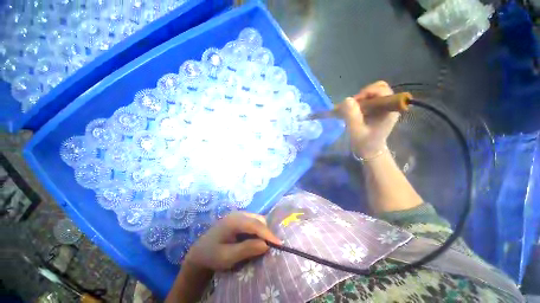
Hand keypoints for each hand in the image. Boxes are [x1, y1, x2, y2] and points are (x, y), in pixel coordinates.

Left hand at [185, 212, 280, 270]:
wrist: (200, 252)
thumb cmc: (211, 255)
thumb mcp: (227, 257)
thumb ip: (246, 249)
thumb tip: (266, 245)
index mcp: (233, 221)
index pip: (255, 224)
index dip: (268, 233)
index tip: (279, 244)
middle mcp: (238, 214)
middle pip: (258, 219)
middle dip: (266, 232)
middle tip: (271, 247)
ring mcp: (239, 215)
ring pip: (257, 220)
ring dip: (263, 231)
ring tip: (263, 245)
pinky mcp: (240, 218)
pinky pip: (254, 222)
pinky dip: (258, 230)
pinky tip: (255, 240)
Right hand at [337, 81, 398, 157]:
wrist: (370, 151)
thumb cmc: (365, 143)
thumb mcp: (356, 131)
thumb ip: (352, 115)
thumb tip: (347, 99)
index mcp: (389, 109)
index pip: (382, 90)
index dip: (366, 92)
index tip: (354, 103)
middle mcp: (388, 105)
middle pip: (377, 88)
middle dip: (362, 95)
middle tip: (352, 106)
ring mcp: (383, 107)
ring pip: (371, 93)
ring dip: (359, 99)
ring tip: (350, 110)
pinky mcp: (377, 109)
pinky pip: (368, 99)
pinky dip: (358, 103)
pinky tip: (352, 111)